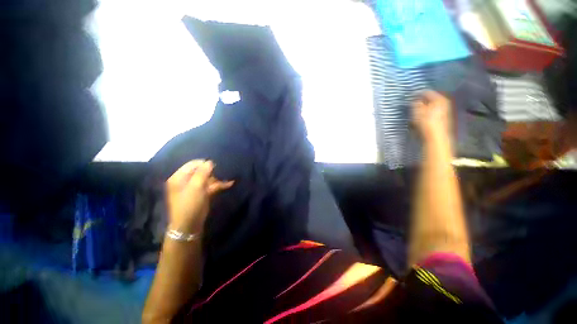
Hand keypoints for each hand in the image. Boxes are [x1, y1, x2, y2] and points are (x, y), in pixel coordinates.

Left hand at [166, 160, 233, 233]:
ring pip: (208, 179)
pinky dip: (219, 185)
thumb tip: (210, 161)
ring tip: (229, 179)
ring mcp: (194, 187)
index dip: (205, 164)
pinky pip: (211, 186)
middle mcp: (186, 180)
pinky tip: (229, 184)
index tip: (217, 166)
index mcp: (179, 177)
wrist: (189, 226)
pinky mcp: (202, 193)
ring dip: (218, 179)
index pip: (193, 164)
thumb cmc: (189, 205)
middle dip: (213, 172)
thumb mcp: (196, 187)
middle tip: (223, 174)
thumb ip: (203, 173)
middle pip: (201, 171)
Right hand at [412, 91, 451, 141]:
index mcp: (439, 99)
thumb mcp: (418, 111)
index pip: (426, 92)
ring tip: (415, 110)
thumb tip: (415, 99)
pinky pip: (432, 111)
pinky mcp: (442, 118)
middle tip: (412, 103)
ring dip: (423, 107)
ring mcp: (444, 111)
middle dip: (421, 100)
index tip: (409, 96)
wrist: (436, 137)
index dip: (417, 93)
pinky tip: (421, 117)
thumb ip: (416, 103)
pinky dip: (426, 112)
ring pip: (431, 105)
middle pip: (430, 99)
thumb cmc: (426, 122)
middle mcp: (444, 102)